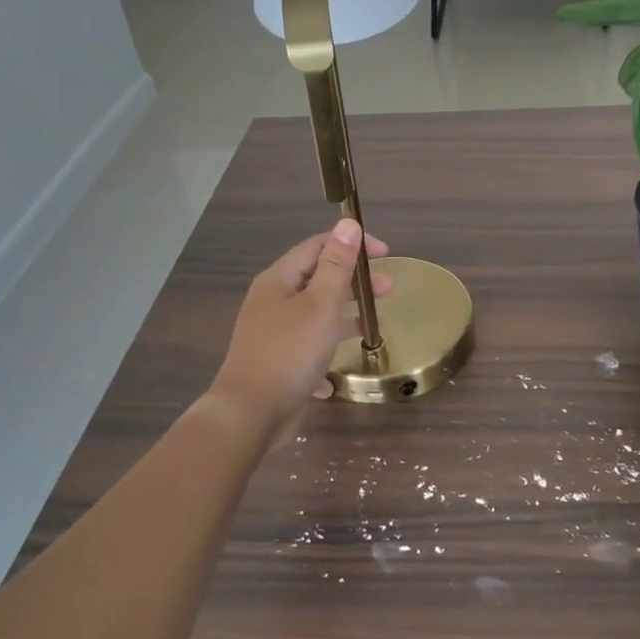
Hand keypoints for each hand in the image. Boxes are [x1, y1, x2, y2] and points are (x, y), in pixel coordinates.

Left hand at [208, 219, 392, 444]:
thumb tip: (347, 224)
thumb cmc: (289, 352)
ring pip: (316, 315)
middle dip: (354, 282)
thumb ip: (336, 265)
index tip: (385, 253)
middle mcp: (273, 302)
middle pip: (319, 280)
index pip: (318, 247)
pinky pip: (308, 349)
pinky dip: (327, 352)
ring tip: (375, 326)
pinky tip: (341, 369)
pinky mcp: (278, 364)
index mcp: (279, 281)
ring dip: (346, 316)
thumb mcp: (320, 305)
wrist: (250, 414)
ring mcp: (274, 334)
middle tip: (389, 289)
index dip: (351, 244)